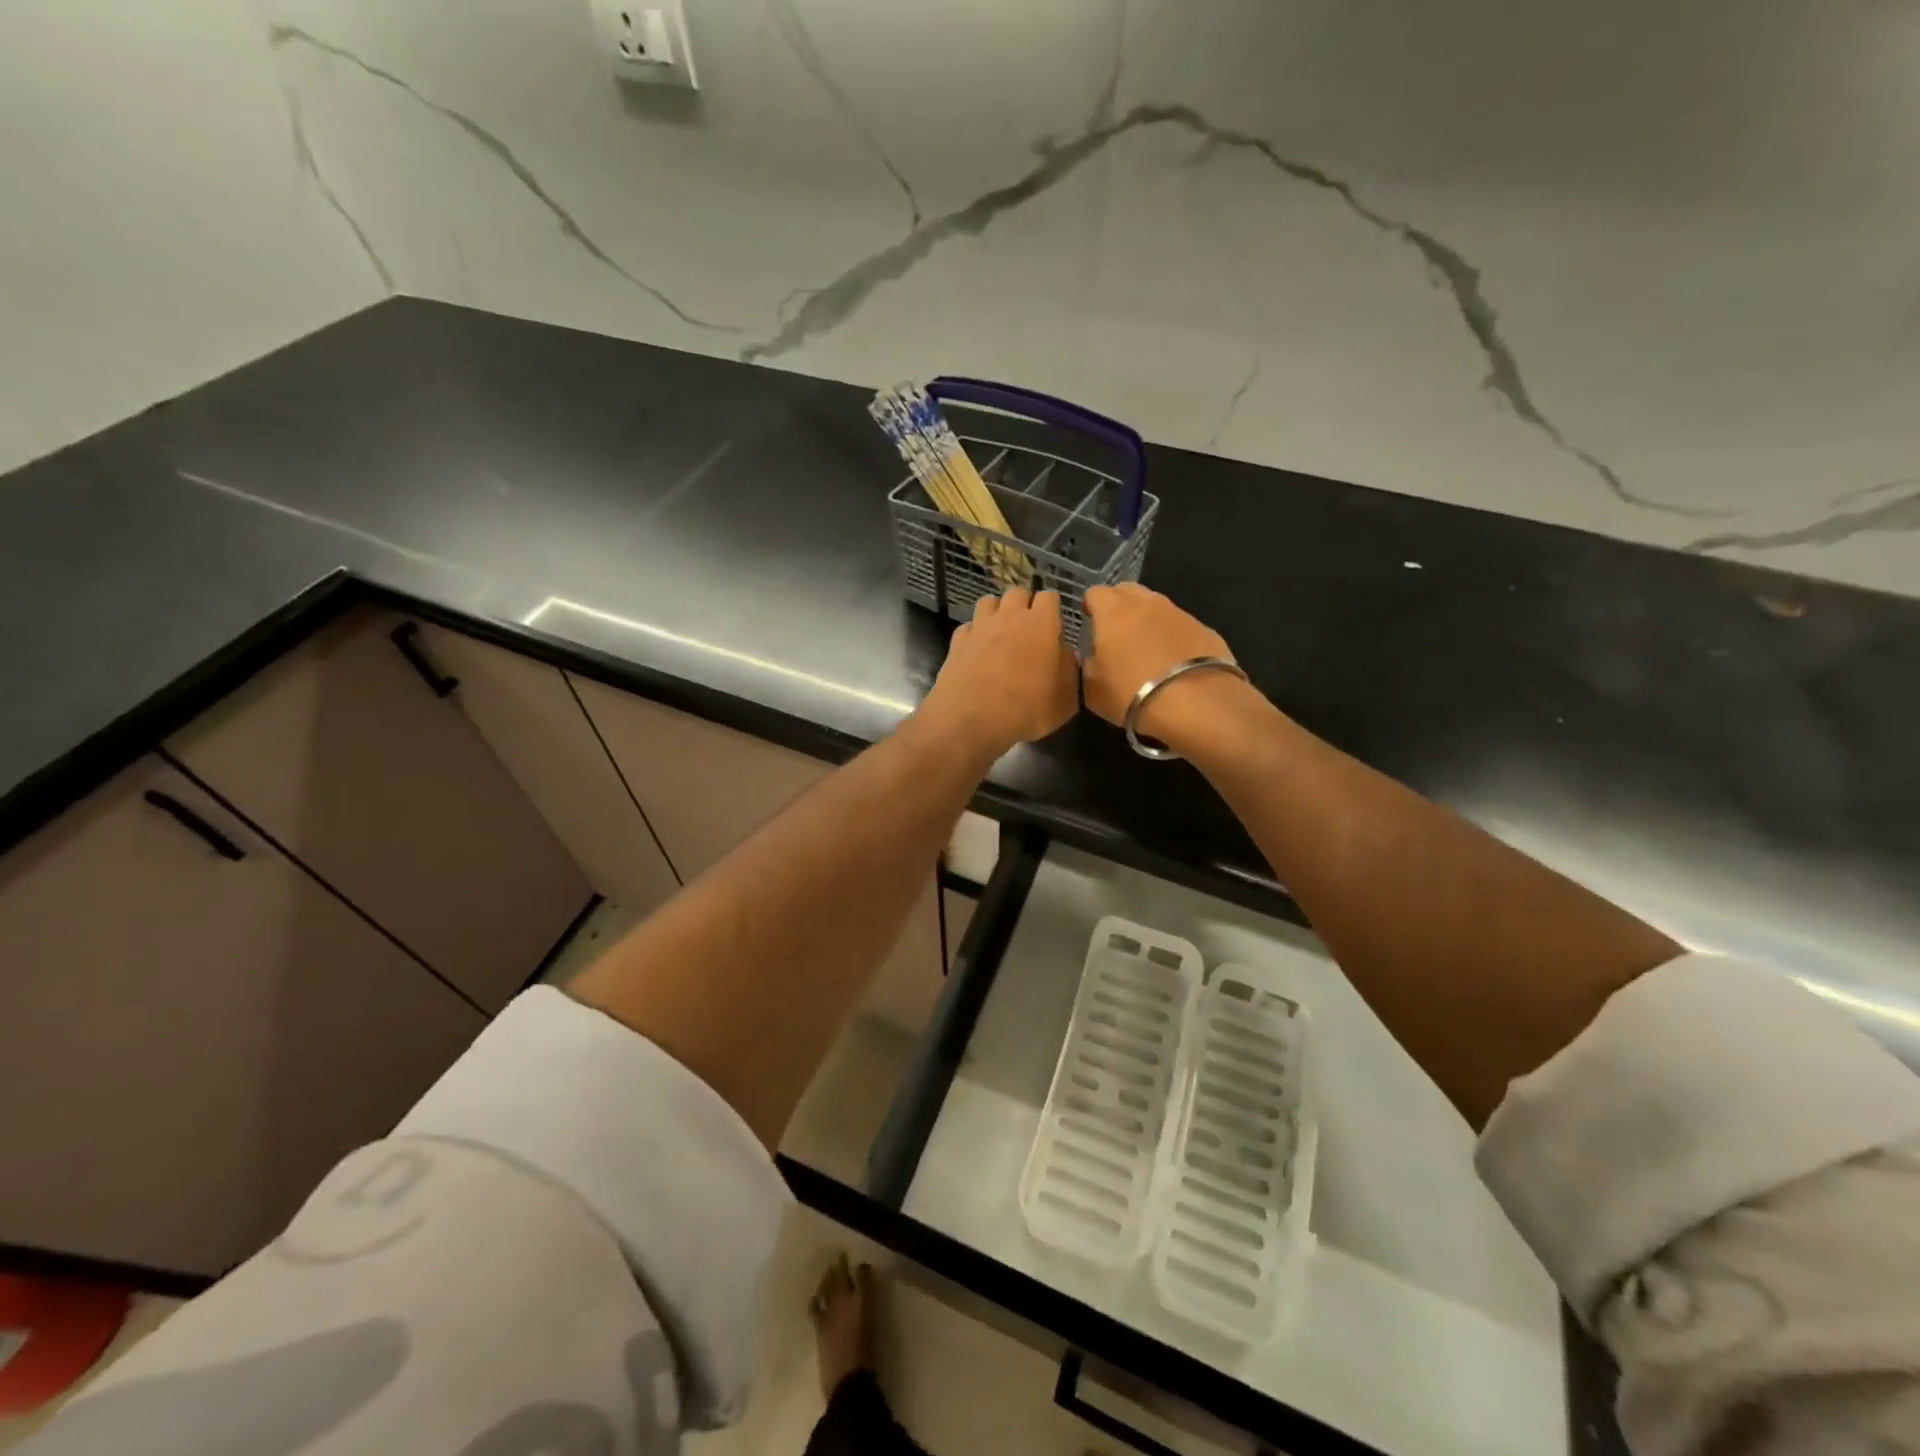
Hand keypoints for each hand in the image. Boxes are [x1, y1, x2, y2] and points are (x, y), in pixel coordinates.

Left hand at [918, 588, 1078, 757]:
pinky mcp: (957, 641)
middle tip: (1028, 629)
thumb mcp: (1065, 700)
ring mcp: (980, 627)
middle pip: (1017, 593)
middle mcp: (1009, 617)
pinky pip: (968, 626)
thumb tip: (1066, 655)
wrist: (971, 720)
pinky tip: (977, 650)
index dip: (1052, 608)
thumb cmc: (1026, 709)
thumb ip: (1069, 670)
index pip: (1049, 596)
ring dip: (997, 612)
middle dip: (1024, 605)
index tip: (1054, 626)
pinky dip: (974, 633)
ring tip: (1001, 634)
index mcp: (1040, 624)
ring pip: (989, 602)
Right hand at [1083, 584, 1253, 751]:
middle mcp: (1146, 602)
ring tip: (1146, 647)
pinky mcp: (1204, 628)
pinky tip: (1173, 660)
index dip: (1090, 606)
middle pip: (1127, 591)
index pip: (1095, 593)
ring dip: (1147, 620)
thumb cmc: (1131, 693)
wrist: (1194, 704)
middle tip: (1116, 632)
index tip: (1089, 622)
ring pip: (1156, 606)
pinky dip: (1172, 636)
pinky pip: (1180, 625)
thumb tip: (1094, 655)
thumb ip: (1088, 664)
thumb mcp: (1092, 688)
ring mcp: (1179, 612)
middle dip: (1118, 605)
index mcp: (1113, 610)